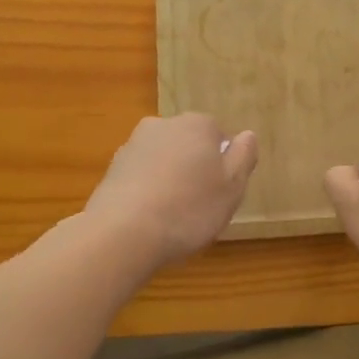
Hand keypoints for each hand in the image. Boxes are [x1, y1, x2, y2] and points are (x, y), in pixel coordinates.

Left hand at [82, 114, 257, 271]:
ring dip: (170, 181)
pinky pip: (142, 178)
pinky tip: (150, 220)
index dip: (223, 165)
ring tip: (174, 217)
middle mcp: (163, 125)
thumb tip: (247, 135)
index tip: (222, 192)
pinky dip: (148, 192)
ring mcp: (133, 146)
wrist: (122, 233)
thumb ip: (244, 156)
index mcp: (197, 124)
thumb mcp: (233, 187)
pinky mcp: (111, 170)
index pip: (219, 136)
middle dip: (195, 169)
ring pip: (164, 161)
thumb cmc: (189, 208)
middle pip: (189, 146)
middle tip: (201, 205)